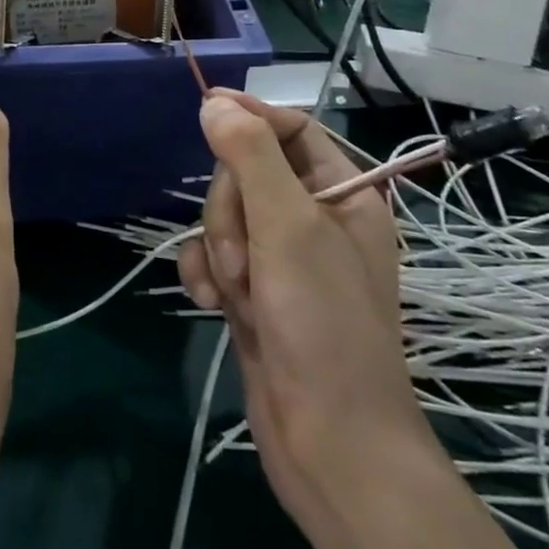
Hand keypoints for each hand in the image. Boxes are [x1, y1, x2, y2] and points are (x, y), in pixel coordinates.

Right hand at [178, 90, 427, 541]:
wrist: (331, 446)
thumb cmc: (324, 325)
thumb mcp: (289, 227)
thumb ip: (250, 157)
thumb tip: (214, 102)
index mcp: (343, 195)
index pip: (292, 129)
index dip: (251, 117)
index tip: (206, 111)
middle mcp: (313, 220)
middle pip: (247, 173)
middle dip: (230, 209)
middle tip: (244, 256)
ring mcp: (281, 260)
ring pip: (224, 215)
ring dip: (218, 247)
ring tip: (236, 291)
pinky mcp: (254, 293)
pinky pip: (212, 256)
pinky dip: (205, 274)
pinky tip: (210, 302)